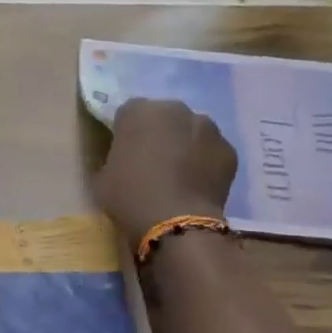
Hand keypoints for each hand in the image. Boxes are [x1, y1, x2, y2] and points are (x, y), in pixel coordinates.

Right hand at [94, 98, 238, 241]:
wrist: (177, 223)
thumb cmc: (130, 197)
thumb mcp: (102, 178)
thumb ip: (113, 159)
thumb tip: (123, 160)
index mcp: (138, 111)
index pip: (128, 113)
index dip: (126, 133)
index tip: (124, 153)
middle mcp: (175, 109)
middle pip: (164, 117)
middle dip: (159, 133)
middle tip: (152, 162)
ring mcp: (207, 127)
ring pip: (192, 131)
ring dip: (185, 144)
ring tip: (178, 175)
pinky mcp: (228, 149)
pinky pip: (211, 151)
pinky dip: (205, 162)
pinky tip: (197, 185)